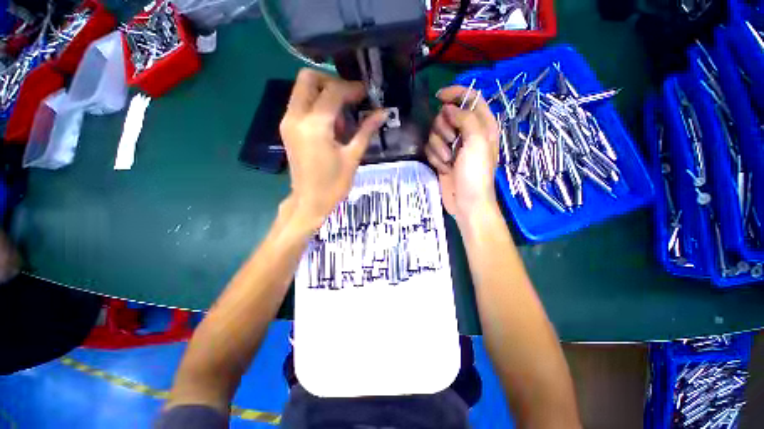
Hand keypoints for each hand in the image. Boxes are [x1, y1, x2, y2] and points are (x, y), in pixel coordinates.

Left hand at [280, 69, 386, 230]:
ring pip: (302, 89)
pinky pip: (301, 103)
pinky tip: (332, 124)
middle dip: (332, 82)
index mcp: (314, 126)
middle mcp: (295, 117)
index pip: (333, 92)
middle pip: (309, 78)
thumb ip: (366, 131)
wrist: (310, 201)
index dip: (352, 88)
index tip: (367, 94)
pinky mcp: (287, 128)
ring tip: (343, 117)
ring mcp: (288, 122)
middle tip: (350, 98)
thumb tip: (383, 112)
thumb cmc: (334, 184)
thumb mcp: (353, 157)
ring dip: (324, 93)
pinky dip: (316, 104)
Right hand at [425, 86, 499, 220]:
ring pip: (435, 133)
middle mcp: (467, 132)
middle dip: (444, 128)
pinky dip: (435, 158)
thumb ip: (465, 118)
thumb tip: (448, 108)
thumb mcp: (477, 142)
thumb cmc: (476, 173)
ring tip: (448, 161)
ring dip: (438, 147)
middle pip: (447, 115)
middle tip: (452, 142)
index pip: (470, 97)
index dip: (455, 93)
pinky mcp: (441, 158)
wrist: (466, 202)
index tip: (439, 97)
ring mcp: (453, 146)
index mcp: (482, 125)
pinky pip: (430, 148)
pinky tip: (443, 168)